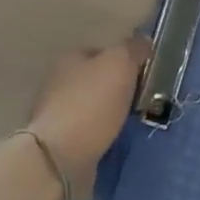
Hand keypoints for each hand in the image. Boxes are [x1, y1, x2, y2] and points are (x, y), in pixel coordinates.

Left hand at [28, 37, 151, 175]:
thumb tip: (143, 41)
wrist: (60, 158)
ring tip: (132, 122)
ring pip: (92, 107)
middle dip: (117, 88)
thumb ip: (133, 49)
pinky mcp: (58, 143)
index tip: (143, 74)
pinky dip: (101, 134)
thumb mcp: (120, 64)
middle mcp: (58, 82)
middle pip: (96, 79)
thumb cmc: (92, 103)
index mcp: (70, 58)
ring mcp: (55, 115)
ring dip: (109, 113)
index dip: (124, 60)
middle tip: (141, 99)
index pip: (102, 51)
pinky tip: (115, 140)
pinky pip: (88, 132)